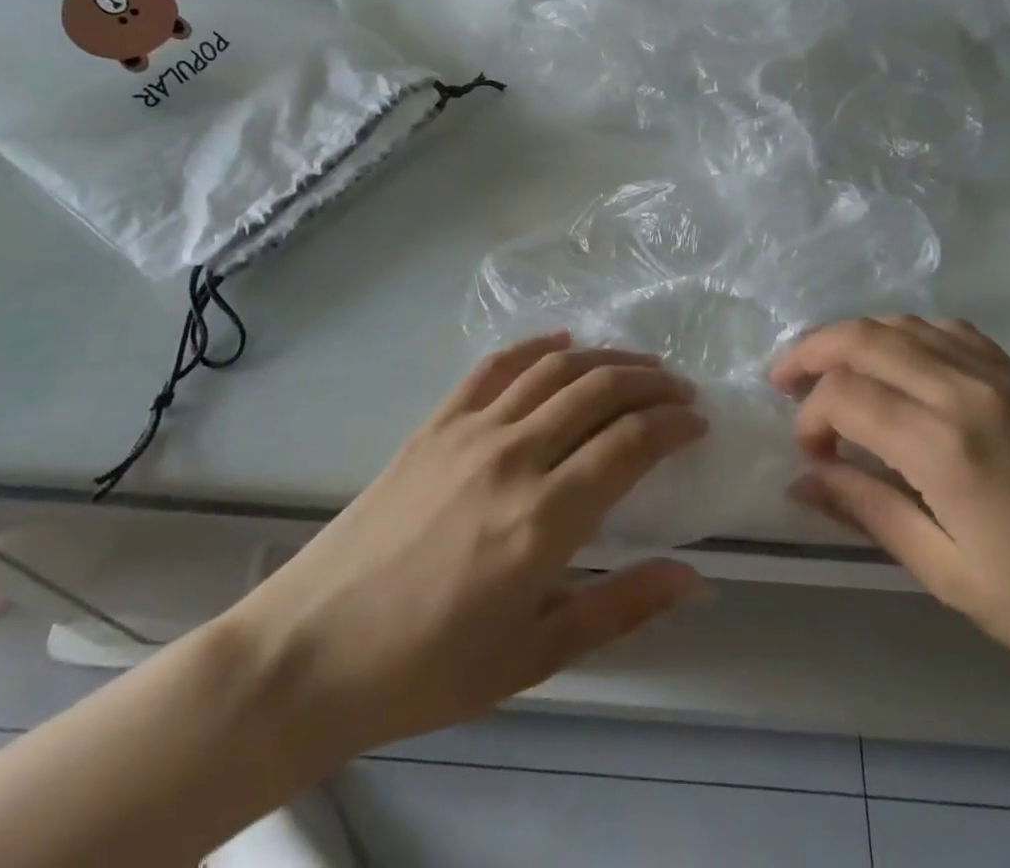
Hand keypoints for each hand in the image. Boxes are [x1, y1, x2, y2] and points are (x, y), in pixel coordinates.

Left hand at [230, 333, 707, 758]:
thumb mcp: (534, 656)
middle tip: (679, 389)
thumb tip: (695, 579)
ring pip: (555, 369)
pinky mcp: (435, 423)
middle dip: (651, 381)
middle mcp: (514, 456)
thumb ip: (621, 609)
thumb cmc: (430, 666)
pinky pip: (495, 366)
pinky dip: (536, 346)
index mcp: (545, 518)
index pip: (631, 443)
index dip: (674, 424)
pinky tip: (561, 344)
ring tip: (638, 365)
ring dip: (606, 359)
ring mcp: (470, 430)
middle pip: (600, 390)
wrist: (312, 649)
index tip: (698, 423)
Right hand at [773, 317, 1009, 703]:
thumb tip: (805, 479)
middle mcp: (966, 390)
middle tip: (783, 381)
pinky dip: (904, 334)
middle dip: (812, 352)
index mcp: (946, 446)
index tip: (811, 458)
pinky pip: (946, 330)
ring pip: (902, 324)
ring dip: (854, 338)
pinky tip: (896, 363)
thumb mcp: (953, 576)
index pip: (846, 397)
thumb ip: (871, 513)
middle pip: (864, 338)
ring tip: (828, 369)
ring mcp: (998, 373)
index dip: (811, 418)